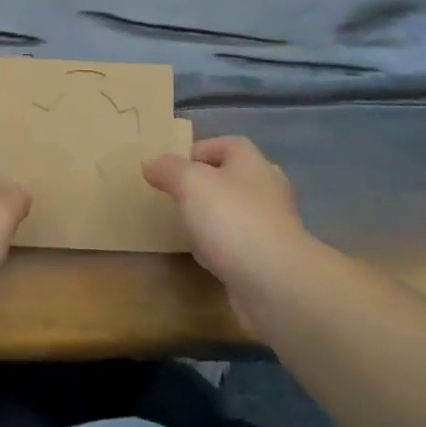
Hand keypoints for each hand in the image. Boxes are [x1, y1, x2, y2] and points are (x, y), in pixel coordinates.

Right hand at [144, 136, 315, 330]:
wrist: (275, 282)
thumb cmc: (232, 219)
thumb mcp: (190, 183)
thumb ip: (168, 169)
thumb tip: (151, 163)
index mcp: (252, 162)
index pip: (226, 144)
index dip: (198, 151)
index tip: (171, 168)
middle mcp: (267, 189)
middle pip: (232, 178)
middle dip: (205, 186)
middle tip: (176, 196)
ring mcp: (272, 226)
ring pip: (235, 213)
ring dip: (213, 218)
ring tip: (186, 226)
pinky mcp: (270, 259)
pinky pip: (239, 245)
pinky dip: (222, 248)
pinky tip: (205, 258)